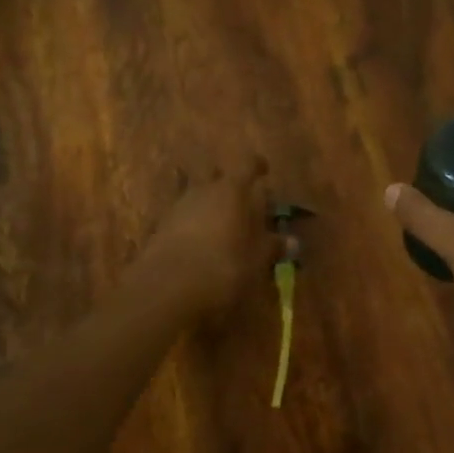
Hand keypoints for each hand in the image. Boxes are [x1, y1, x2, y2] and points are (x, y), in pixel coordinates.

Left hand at [133, 157, 281, 315]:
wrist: (167, 287)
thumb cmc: (223, 266)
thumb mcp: (256, 260)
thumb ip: (273, 247)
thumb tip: (293, 241)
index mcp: (232, 190)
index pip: (247, 165)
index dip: (257, 166)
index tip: (264, 170)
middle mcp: (203, 190)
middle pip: (217, 176)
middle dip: (228, 183)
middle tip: (241, 199)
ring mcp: (178, 206)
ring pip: (197, 194)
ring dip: (209, 204)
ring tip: (221, 223)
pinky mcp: (160, 226)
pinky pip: (182, 215)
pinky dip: (193, 222)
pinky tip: (199, 241)